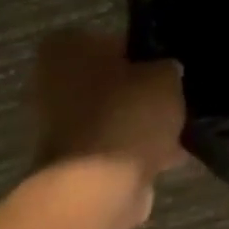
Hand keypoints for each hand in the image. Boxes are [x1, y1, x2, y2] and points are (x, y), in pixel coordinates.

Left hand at [30, 31, 185, 183]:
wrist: (98, 187)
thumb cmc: (127, 115)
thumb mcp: (165, 75)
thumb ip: (166, 67)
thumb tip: (166, 72)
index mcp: (67, 45)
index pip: (114, 40)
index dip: (146, 54)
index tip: (169, 70)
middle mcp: (51, 80)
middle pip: (110, 80)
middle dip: (139, 92)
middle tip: (174, 99)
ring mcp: (55, 124)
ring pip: (111, 115)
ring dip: (138, 124)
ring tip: (176, 131)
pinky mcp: (69, 161)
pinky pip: (110, 147)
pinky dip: (133, 152)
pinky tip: (167, 156)